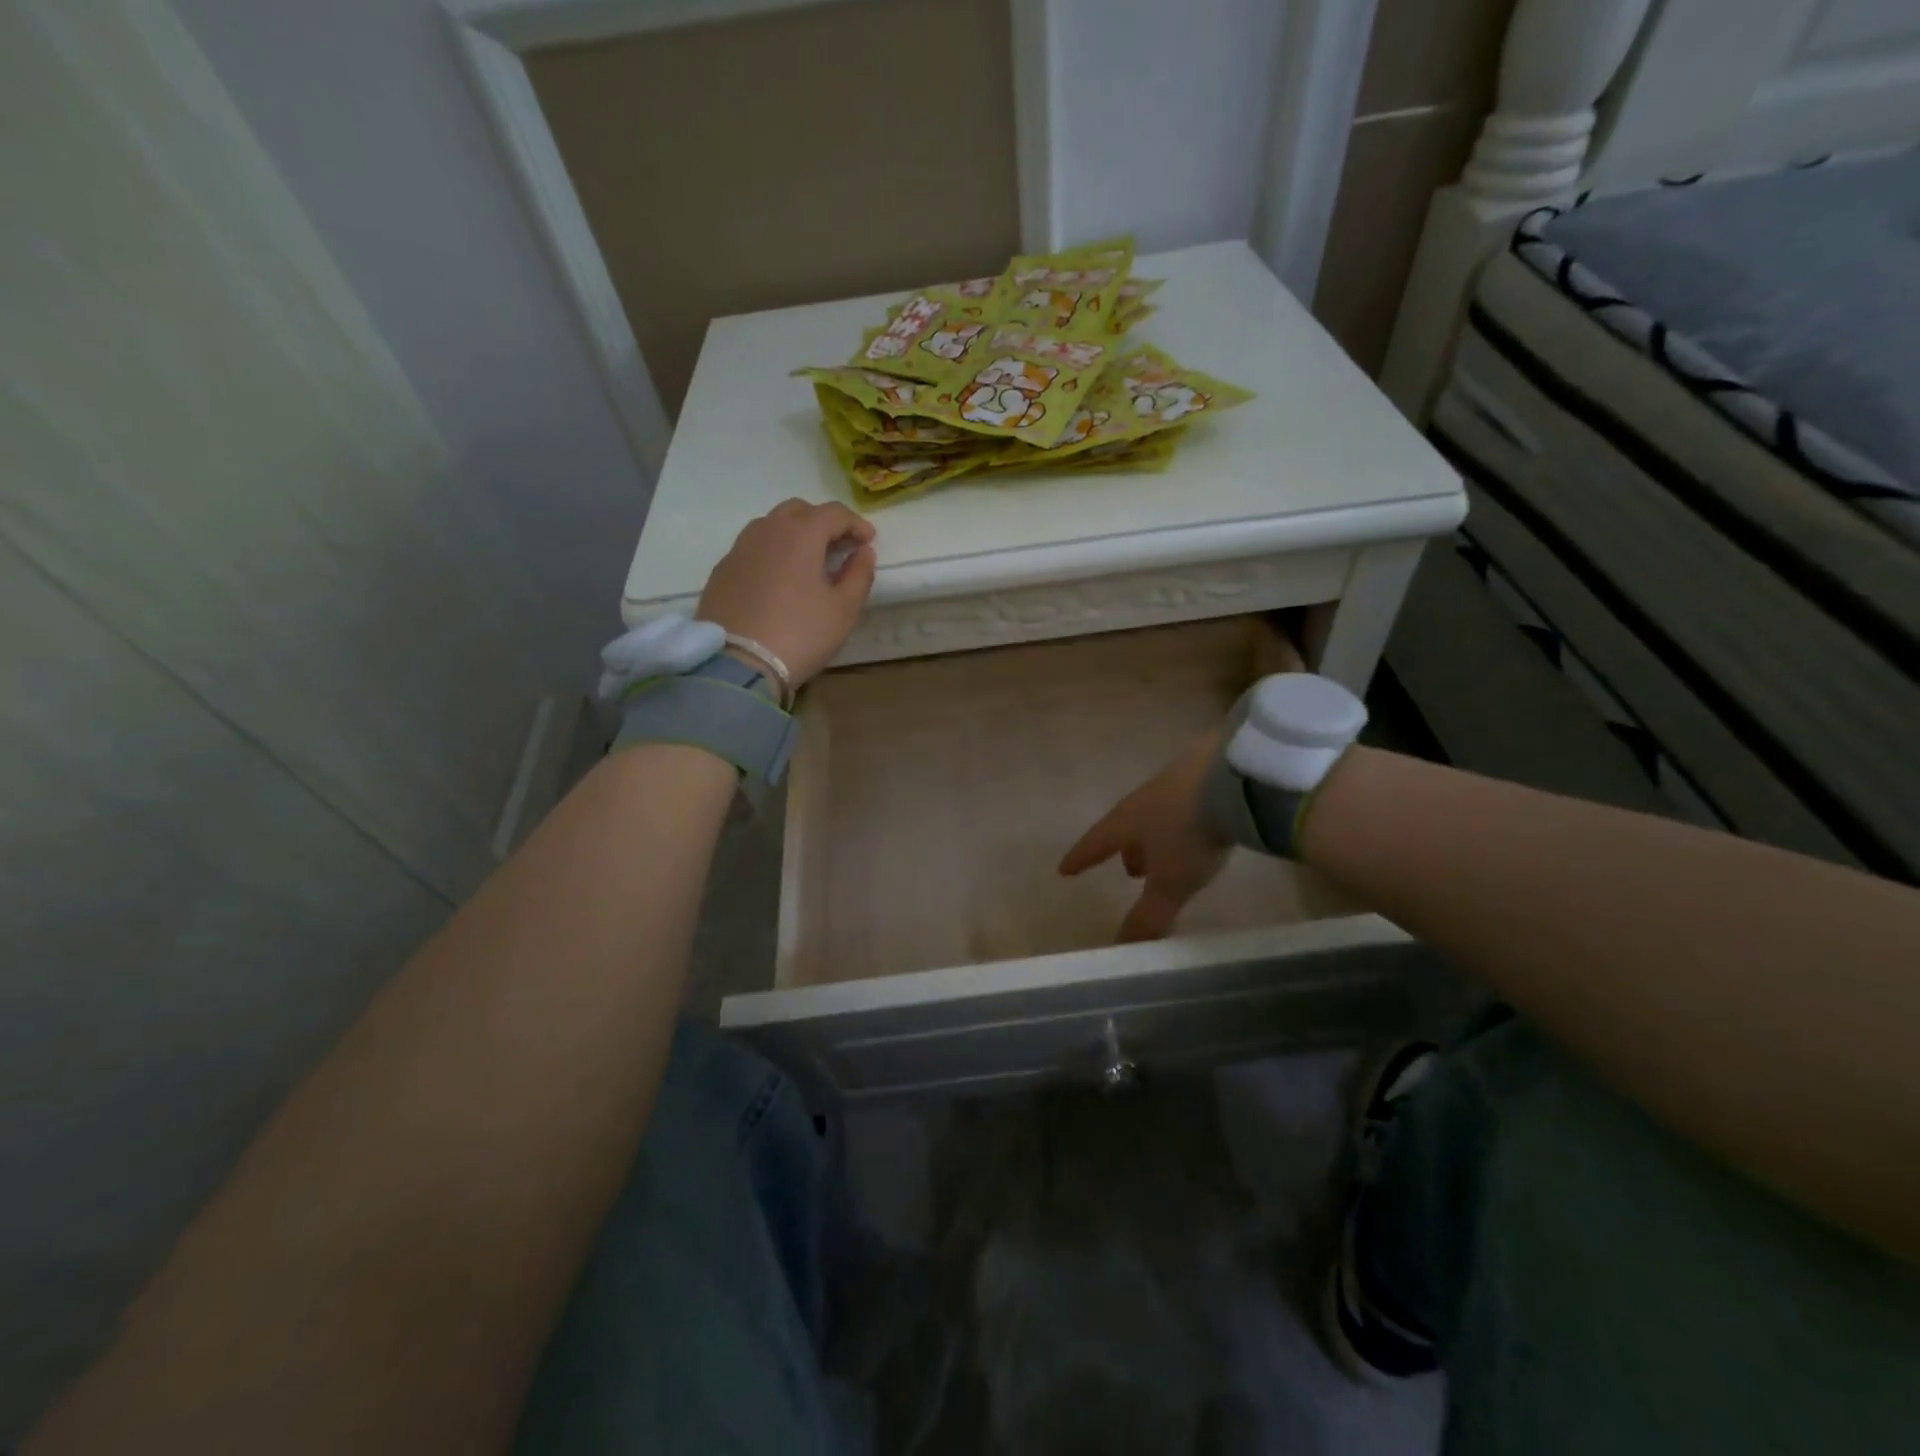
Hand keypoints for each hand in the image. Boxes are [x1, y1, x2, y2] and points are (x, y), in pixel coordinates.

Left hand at [697, 500, 876, 686]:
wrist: (738, 664)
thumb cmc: (800, 634)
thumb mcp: (844, 610)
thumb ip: (859, 575)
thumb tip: (863, 553)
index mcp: (800, 534)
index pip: (833, 513)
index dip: (855, 524)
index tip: (868, 541)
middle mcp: (766, 531)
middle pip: (798, 511)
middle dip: (822, 522)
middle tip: (838, 546)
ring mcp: (739, 549)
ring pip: (771, 526)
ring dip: (794, 535)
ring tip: (807, 562)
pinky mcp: (722, 571)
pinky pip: (752, 549)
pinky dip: (771, 554)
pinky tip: (778, 580)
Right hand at [1058, 730, 1228, 941]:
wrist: (1235, 777)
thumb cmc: (1191, 833)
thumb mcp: (1170, 882)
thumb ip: (1148, 915)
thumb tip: (1121, 948)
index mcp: (1126, 823)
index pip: (1095, 844)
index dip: (1080, 859)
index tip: (1065, 869)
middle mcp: (1143, 799)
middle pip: (1126, 828)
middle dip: (1126, 851)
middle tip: (1132, 872)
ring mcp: (1174, 781)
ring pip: (1155, 814)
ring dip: (1155, 836)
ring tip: (1166, 853)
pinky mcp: (1205, 770)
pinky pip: (1183, 801)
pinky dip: (1182, 819)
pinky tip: (1197, 826)